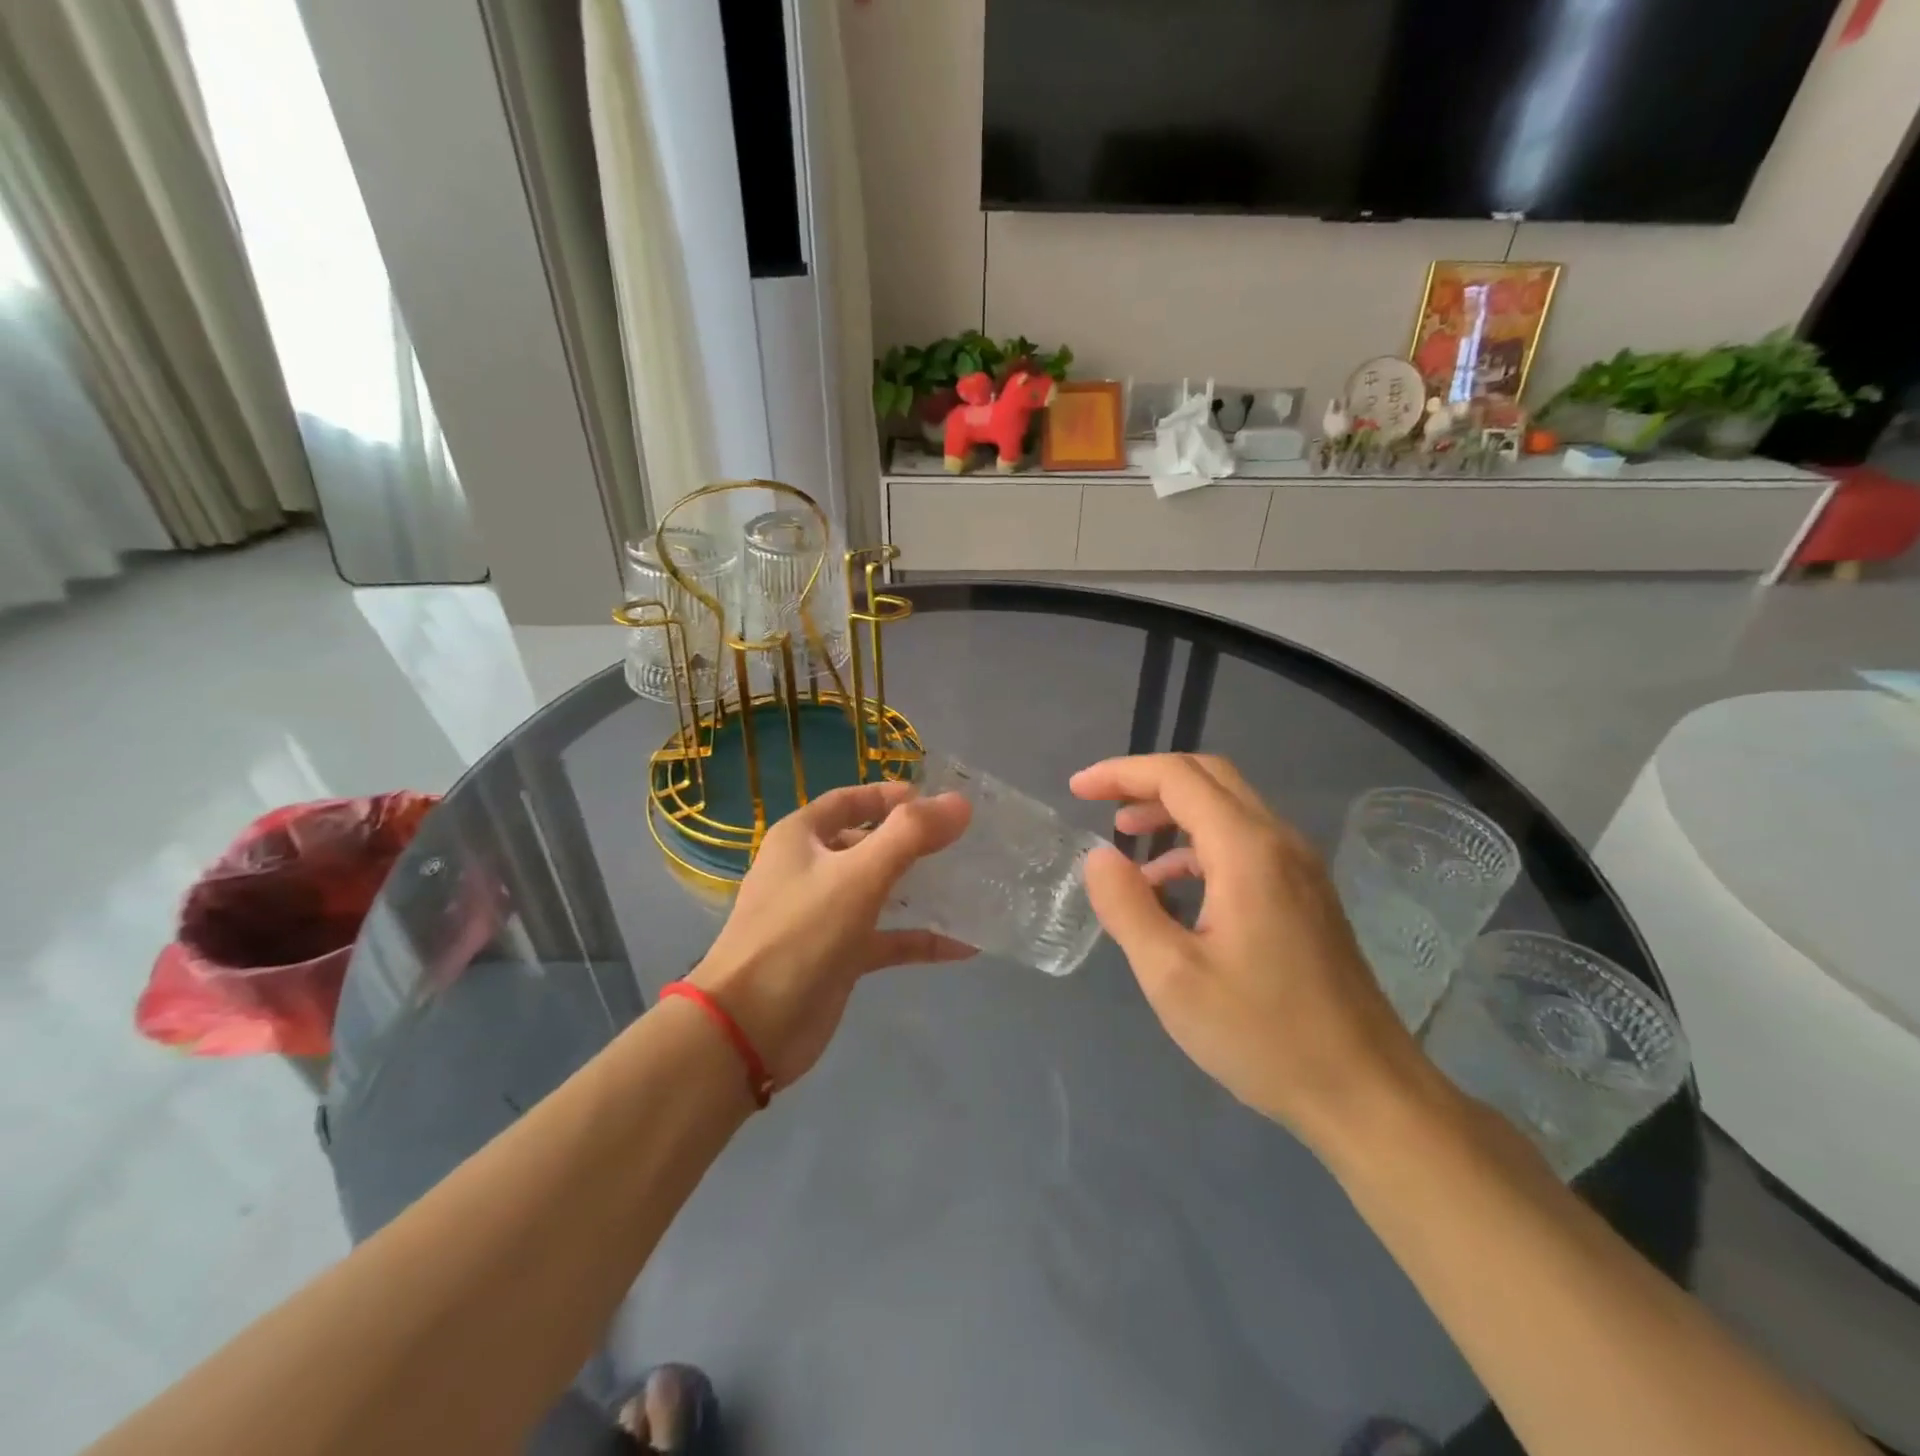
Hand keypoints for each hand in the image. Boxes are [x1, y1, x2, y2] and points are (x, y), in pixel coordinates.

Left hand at [690, 780, 972, 1088]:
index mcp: (802, 838)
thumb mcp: (858, 875)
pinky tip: (963, 946)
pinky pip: (886, 940)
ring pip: (878, 891)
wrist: (750, 1028)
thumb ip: (910, 835)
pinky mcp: (838, 958)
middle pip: (866, 844)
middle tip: (961, 842)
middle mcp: (810, 871)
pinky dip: (919, 940)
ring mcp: (824, 916)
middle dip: (910, 842)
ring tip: (967, 884)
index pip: (849, 800)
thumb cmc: (800, 934)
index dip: (890, 796)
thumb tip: (959, 802)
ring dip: (918, 888)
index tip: (938, 801)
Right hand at [1071, 754, 1422, 1146]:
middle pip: (1208, 778)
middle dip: (1147, 781)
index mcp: (1247, 850)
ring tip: (1125, 842)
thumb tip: (1098, 856)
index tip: (1077, 790)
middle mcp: (1279, 842)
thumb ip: (1126, 907)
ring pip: (1228, 809)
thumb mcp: (1172, 976)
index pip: (1178, 777)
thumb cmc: (1263, 1034)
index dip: (1121, 773)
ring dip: (1172, 812)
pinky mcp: (1305, 895)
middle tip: (1100, 804)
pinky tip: (1170, 890)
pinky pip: (1243, 844)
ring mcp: (1299, 868)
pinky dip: (1197, 847)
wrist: (1366, 1093)